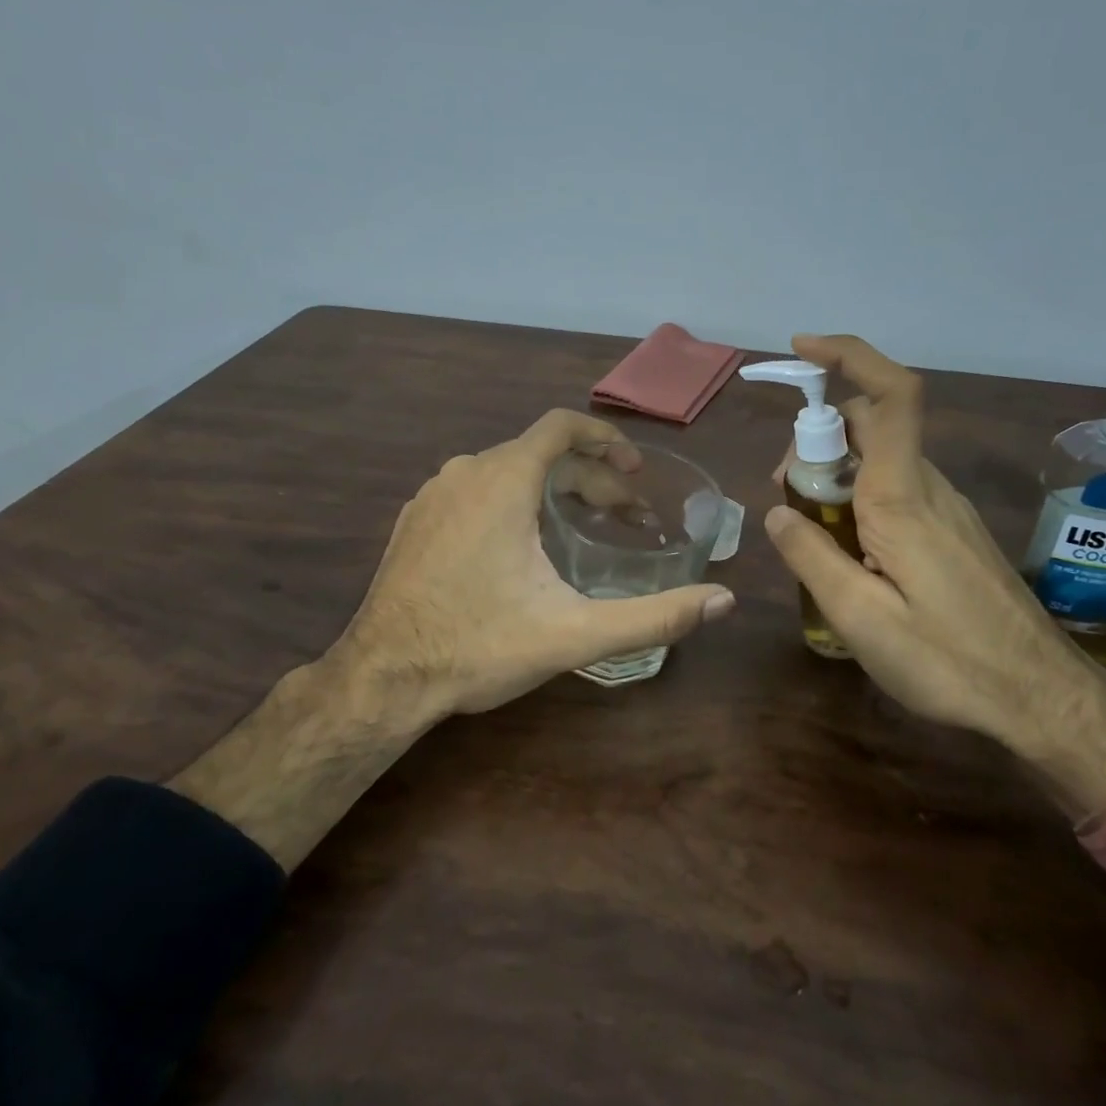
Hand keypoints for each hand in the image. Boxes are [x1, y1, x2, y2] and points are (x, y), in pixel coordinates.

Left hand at [344, 409, 735, 718]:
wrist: (381, 678)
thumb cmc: (479, 646)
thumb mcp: (574, 633)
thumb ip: (654, 616)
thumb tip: (724, 602)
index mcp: (503, 480)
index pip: (561, 426)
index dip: (605, 438)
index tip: (635, 468)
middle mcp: (466, 472)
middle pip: (541, 454)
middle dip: (591, 479)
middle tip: (628, 517)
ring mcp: (434, 495)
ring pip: (507, 472)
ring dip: (553, 490)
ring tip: (584, 528)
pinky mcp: (415, 520)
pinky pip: (475, 490)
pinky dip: (513, 501)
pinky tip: (524, 546)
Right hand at [760, 334, 1105, 760]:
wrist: (1043, 698)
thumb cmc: (949, 661)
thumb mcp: (860, 617)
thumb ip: (811, 556)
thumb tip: (777, 512)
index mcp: (902, 497)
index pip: (889, 396)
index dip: (848, 355)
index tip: (801, 350)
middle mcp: (927, 487)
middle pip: (870, 423)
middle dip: (817, 440)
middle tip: (786, 497)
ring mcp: (945, 506)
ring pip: (879, 459)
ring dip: (835, 475)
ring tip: (810, 534)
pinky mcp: (952, 529)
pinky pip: (896, 489)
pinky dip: (858, 498)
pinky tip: (848, 553)